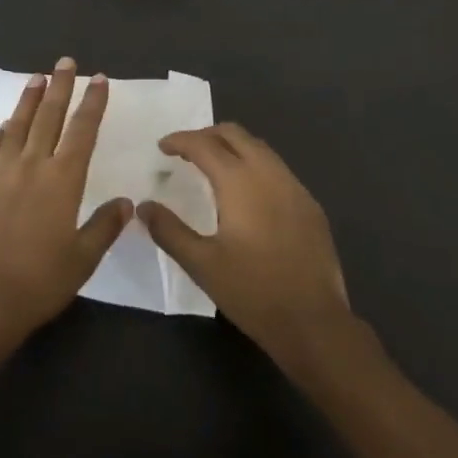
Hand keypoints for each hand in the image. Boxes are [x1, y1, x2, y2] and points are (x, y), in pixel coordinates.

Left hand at [0, 58, 130, 342]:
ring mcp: (0, 173)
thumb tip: (126, 202)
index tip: (98, 79)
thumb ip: (105, 226)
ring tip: (36, 79)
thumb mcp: (83, 258)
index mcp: (63, 180)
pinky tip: (3, 127)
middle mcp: (32, 166)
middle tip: (65, 62)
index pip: (82, 130)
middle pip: (49, 116)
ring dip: (29, 100)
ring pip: (17, 126)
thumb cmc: (41, 281)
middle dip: (60, 87)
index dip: (92, 103)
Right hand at [140, 122, 351, 364]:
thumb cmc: (253, 292)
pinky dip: (255, 166)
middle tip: (186, 151)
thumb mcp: (202, 264)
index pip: (205, 145)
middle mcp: (269, 173)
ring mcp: (295, 187)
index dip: (180, 141)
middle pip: (235, 134)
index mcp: (240, 181)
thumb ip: (170, 231)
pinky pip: (277, 169)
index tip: (162, 147)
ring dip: (233, 148)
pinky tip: (247, 193)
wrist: (314, 323)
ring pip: (260, 148)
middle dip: (207, 135)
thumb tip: (144, 207)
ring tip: (213, 166)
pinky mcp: (310, 205)